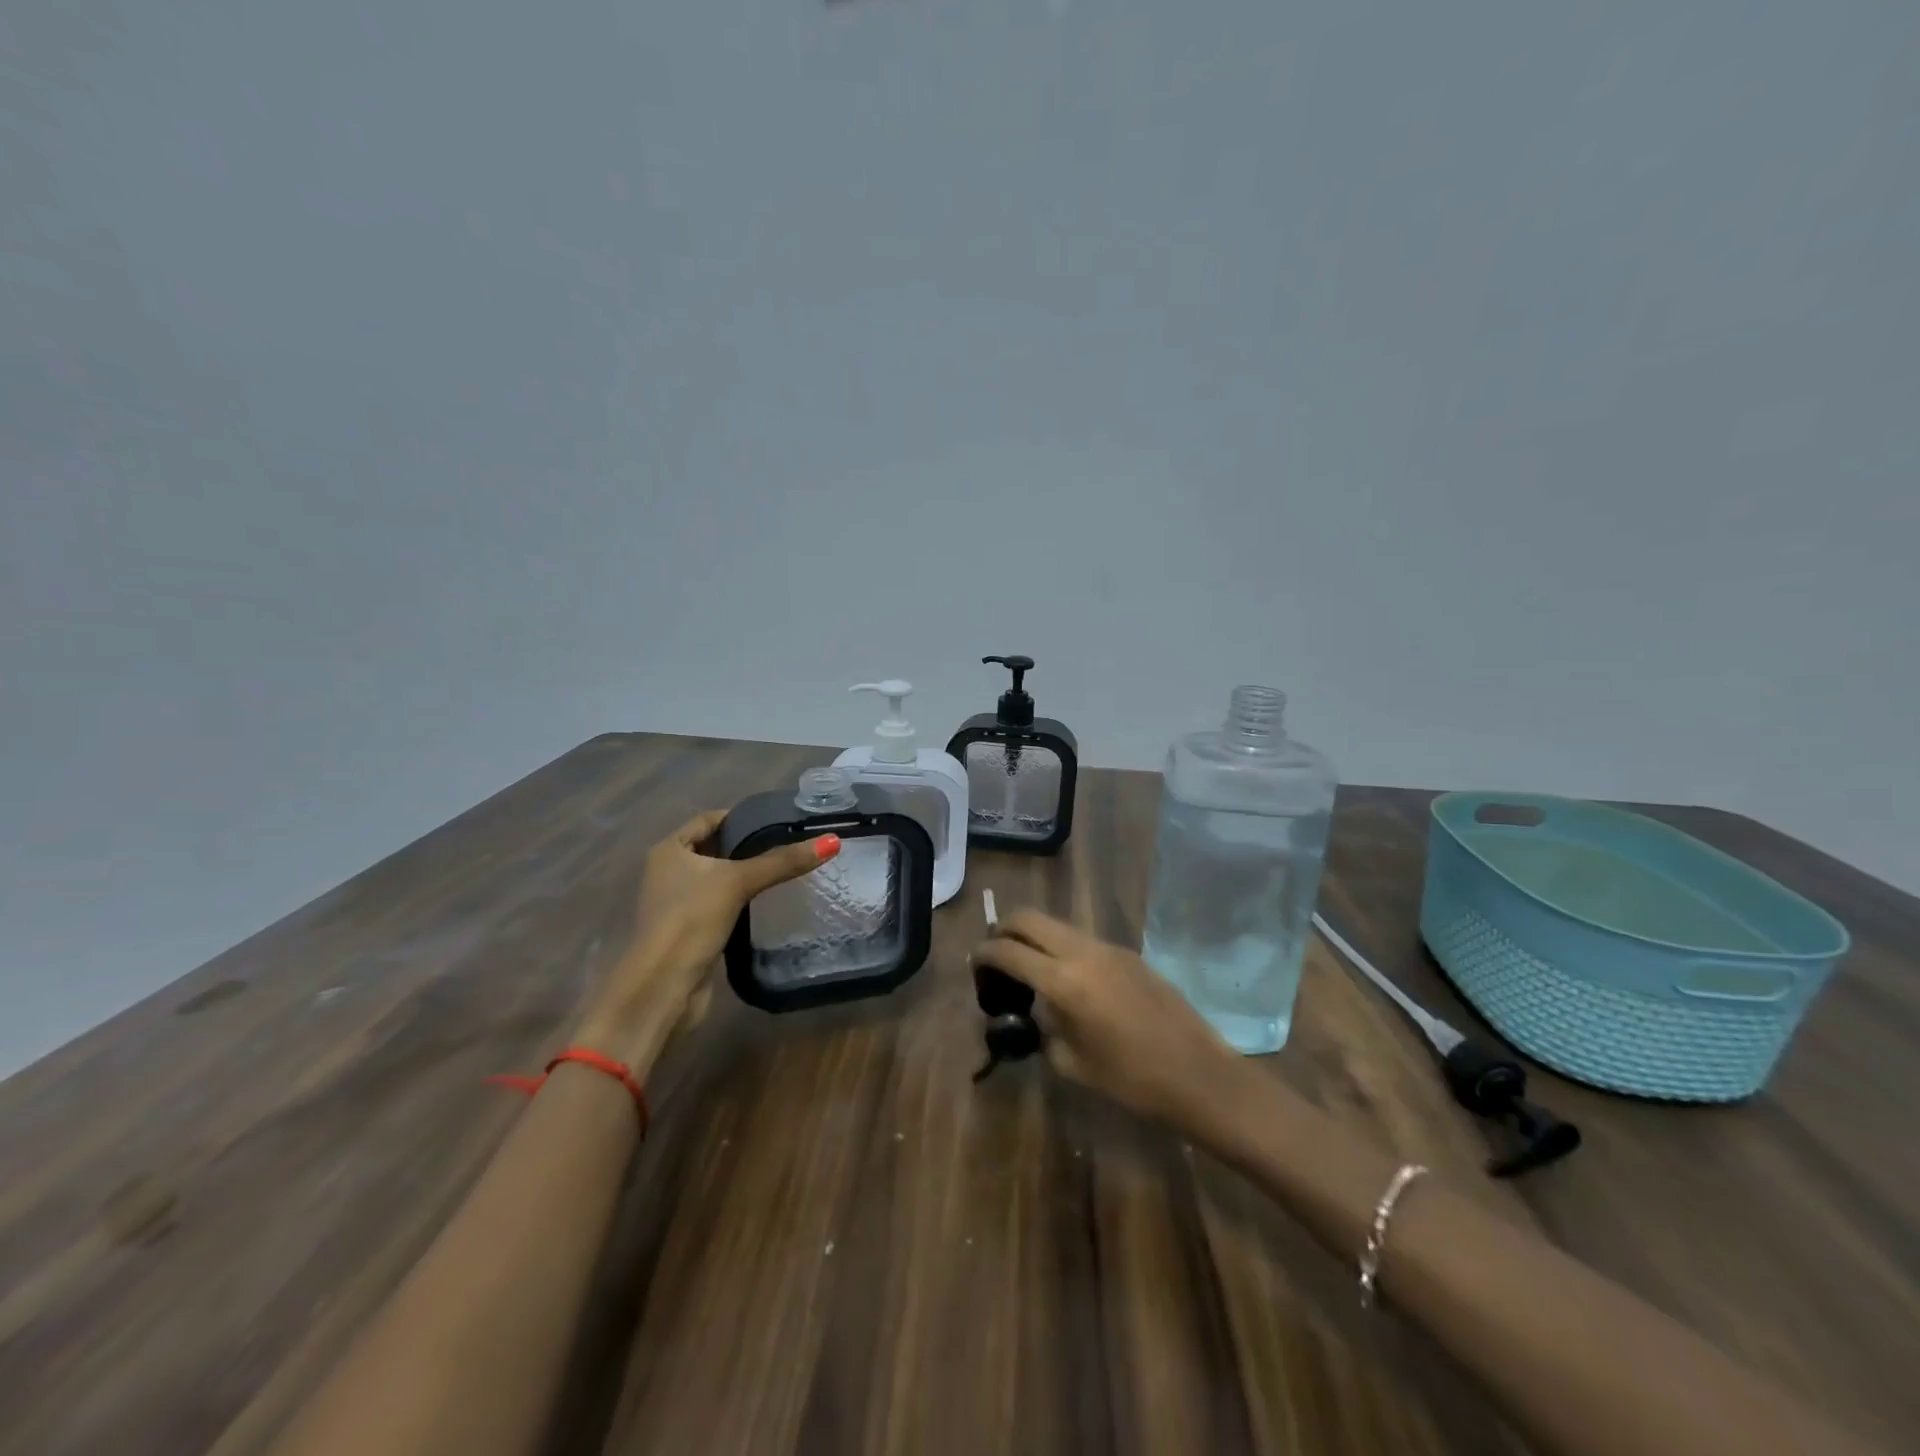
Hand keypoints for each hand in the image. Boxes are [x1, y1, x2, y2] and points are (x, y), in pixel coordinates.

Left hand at [578, 810, 837, 1065]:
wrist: (664, 987)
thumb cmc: (691, 920)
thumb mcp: (739, 882)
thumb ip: (783, 862)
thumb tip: (832, 841)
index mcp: (669, 850)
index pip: (709, 819)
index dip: (742, 817)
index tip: (778, 821)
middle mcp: (668, 871)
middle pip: (715, 848)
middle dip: (747, 846)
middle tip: (789, 844)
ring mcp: (677, 902)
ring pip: (718, 878)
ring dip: (744, 875)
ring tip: (785, 870)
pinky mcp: (690, 929)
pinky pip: (720, 903)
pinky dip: (740, 900)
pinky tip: (767, 902)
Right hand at [972, 910, 1245, 1134]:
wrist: (1198, 1074)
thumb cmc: (1132, 1080)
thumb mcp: (1072, 1062)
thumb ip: (1044, 1028)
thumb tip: (1033, 1011)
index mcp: (1063, 981)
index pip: (1009, 950)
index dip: (985, 953)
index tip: (975, 963)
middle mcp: (1082, 952)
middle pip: (1029, 917)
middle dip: (1005, 929)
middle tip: (996, 954)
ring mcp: (1108, 948)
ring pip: (1057, 924)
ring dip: (1035, 936)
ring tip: (1029, 967)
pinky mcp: (1128, 953)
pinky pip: (1082, 938)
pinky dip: (1062, 947)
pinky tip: (1068, 979)